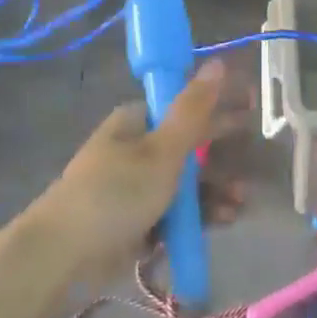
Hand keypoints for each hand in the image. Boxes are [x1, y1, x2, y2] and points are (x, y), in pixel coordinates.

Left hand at [34, 59, 236, 279]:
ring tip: (240, 204)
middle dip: (222, 156)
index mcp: (138, 121)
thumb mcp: (163, 150)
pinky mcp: (136, 221)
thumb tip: (218, 61)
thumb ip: (194, 109)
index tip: (251, 111)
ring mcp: (135, 186)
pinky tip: (223, 221)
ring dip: (215, 191)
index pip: (185, 105)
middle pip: (189, 146)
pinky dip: (198, 216)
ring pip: (186, 183)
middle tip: (253, 166)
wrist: (64, 256)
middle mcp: (136, 149)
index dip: (219, 106)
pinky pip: (175, 212)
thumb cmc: (117, 192)